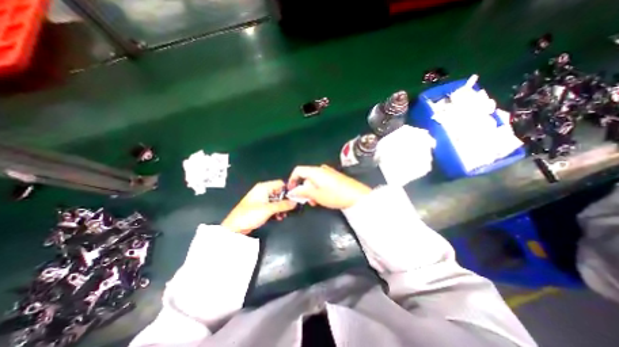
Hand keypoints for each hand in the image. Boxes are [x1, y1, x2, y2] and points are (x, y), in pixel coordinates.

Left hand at [223, 181, 297, 234]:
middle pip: (279, 192)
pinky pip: (272, 206)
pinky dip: (276, 210)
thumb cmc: (250, 215)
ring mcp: (261, 199)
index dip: (288, 190)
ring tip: (283, 215)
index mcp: (264, 187)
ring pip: (276, 200)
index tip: (294, 197)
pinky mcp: (260, 207)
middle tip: (290, 208)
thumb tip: (295, 202)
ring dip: (281, 207)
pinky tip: (279, 217)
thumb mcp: (269, 209)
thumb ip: (283, 205)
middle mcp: (263, 191)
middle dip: (285, 201)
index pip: (280, 183)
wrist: (235, 227)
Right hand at [286, 163, 368, 209]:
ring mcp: (328, 172)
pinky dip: (318, 189)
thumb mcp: (316, 195)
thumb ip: (302, 191)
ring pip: (314, 180)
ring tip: (315, 201)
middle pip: (306, 176)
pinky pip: (321, 181)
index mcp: (315, 171)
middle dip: (303, 188)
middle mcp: (321, 169)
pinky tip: (322, 198)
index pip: (298, 170)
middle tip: (306, 200)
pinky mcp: (334, 177)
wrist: (356, 195)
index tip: (291, 190)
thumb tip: (292, 190)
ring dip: (311, 191)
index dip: (292, 179)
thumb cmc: (334, 195)